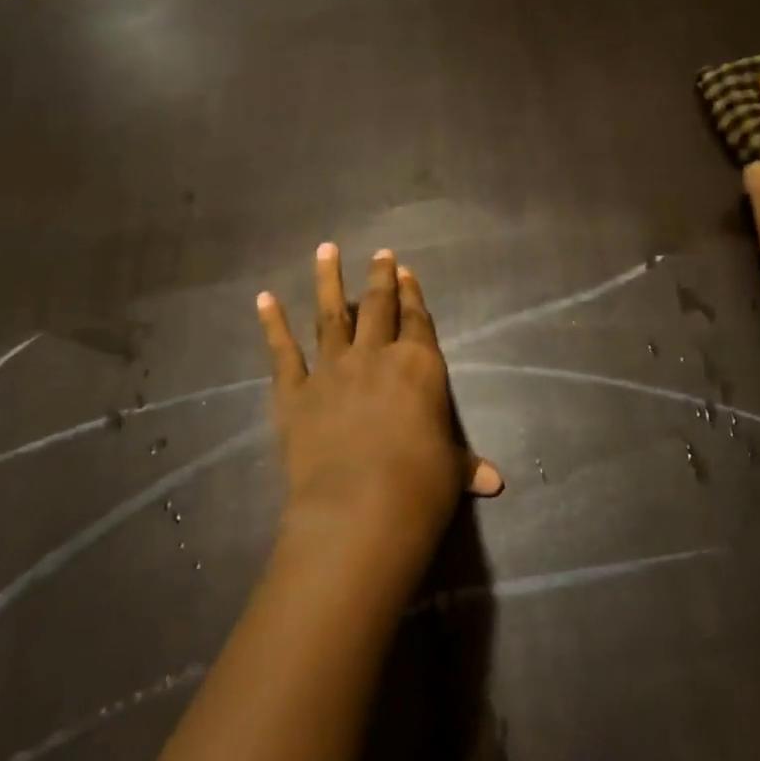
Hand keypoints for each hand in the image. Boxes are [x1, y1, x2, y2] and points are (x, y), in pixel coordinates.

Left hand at [256, 245, 502, 578]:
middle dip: (380, 277)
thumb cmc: (419, 488)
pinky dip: (272, 324)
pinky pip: (282, 352)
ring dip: (328, 281)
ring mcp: (331, 370)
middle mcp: (374, 356)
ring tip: (325, 250)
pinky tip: (264, 299)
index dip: (412, 294)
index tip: (405, 270)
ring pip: (330, 315)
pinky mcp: (294, 393)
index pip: (417, 319)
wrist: (358, 511)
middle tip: (379, 253)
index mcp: (418, 366)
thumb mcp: (449, 472)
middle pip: (378, 306)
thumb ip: (466, 466)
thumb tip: (495, 482)